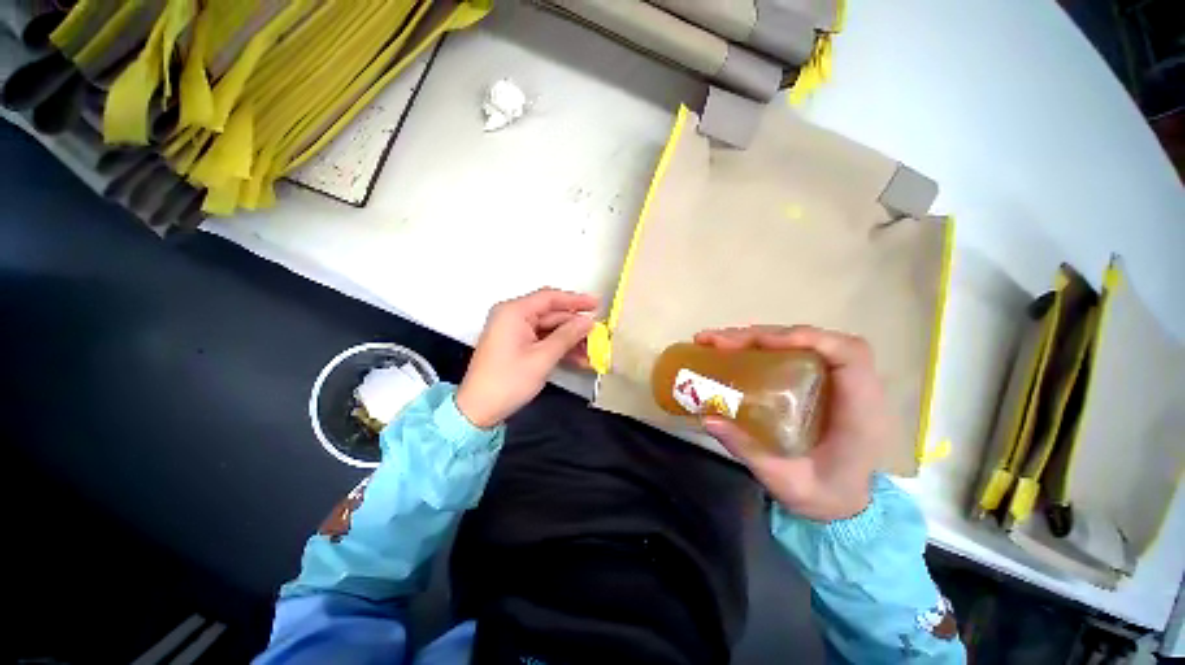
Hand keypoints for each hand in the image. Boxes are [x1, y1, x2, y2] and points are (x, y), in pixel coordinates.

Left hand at [456, 288, 598, 428]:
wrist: (478, 410)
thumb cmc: (508, 381)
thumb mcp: (542, 358)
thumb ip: (567, 336)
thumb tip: (588, 321)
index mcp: (514, 312)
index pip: (550, 298)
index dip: (576, 300)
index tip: (598, 304)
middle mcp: (512, 316)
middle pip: (551, 314)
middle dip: (575, 326)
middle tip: (598, 335)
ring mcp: (514, 331)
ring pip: (549, 328)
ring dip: (569, 339)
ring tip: (592, 351)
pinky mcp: (516, 344)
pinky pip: (542, 339)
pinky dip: (558, 347)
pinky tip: (577, 358)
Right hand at [695, 325, 890, 521]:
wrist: (843, 506)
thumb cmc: (822, 497)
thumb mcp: (783, 481)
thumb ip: (747, 449)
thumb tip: (707, 417)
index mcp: (858, 412)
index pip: (849, 355)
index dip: (808, 338)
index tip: (762, 342)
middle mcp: (851, 388)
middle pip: (815, 341)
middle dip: (763, 335)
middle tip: (718, 342)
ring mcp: (834, 382)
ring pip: (800, 342)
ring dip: (757, 336)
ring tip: (717, 341)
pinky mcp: (816, 382)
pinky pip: (791, 352)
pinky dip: (761, 346)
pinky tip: (734, 351)